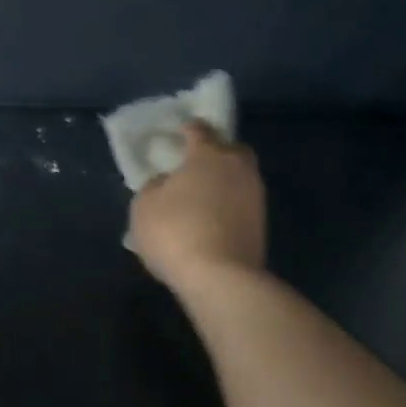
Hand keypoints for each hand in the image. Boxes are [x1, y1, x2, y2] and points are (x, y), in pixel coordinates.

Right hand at [127, 123, 266, 294]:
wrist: (220, 277)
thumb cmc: (175, 231)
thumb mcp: (144, 206)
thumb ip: (154, 186)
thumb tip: (166, 183)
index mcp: (208, 155)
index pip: (199, 130)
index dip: (187, 129)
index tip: (177, 132)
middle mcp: (238, 168)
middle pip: (231, 149)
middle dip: (216, 151)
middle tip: (194, 163)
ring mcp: (255, 196)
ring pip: (239, 177)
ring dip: (222, 181)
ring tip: (200, 196)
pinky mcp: (261, 224)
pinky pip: (240, 203)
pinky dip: (227, 205)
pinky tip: (210, 218)